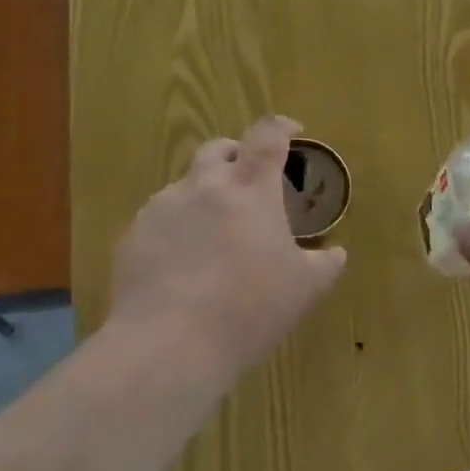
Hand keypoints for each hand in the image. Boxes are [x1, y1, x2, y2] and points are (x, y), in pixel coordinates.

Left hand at [103, 117, 347, 384]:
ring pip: (185, 184)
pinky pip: (159, 219)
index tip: (292, 131)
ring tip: (213, 231)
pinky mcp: (134, 235)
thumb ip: (325, 264)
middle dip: (236, 154)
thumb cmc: (250, 308)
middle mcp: (205, 186)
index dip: (282, 127)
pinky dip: (176, 228)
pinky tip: (182, 263)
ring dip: (204, 194)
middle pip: (218, 148)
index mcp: (252, 189)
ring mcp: (163, 208)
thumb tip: (336, 253)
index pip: (268, 136)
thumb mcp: (304, 290)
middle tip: (249, 180)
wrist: (169, 344)